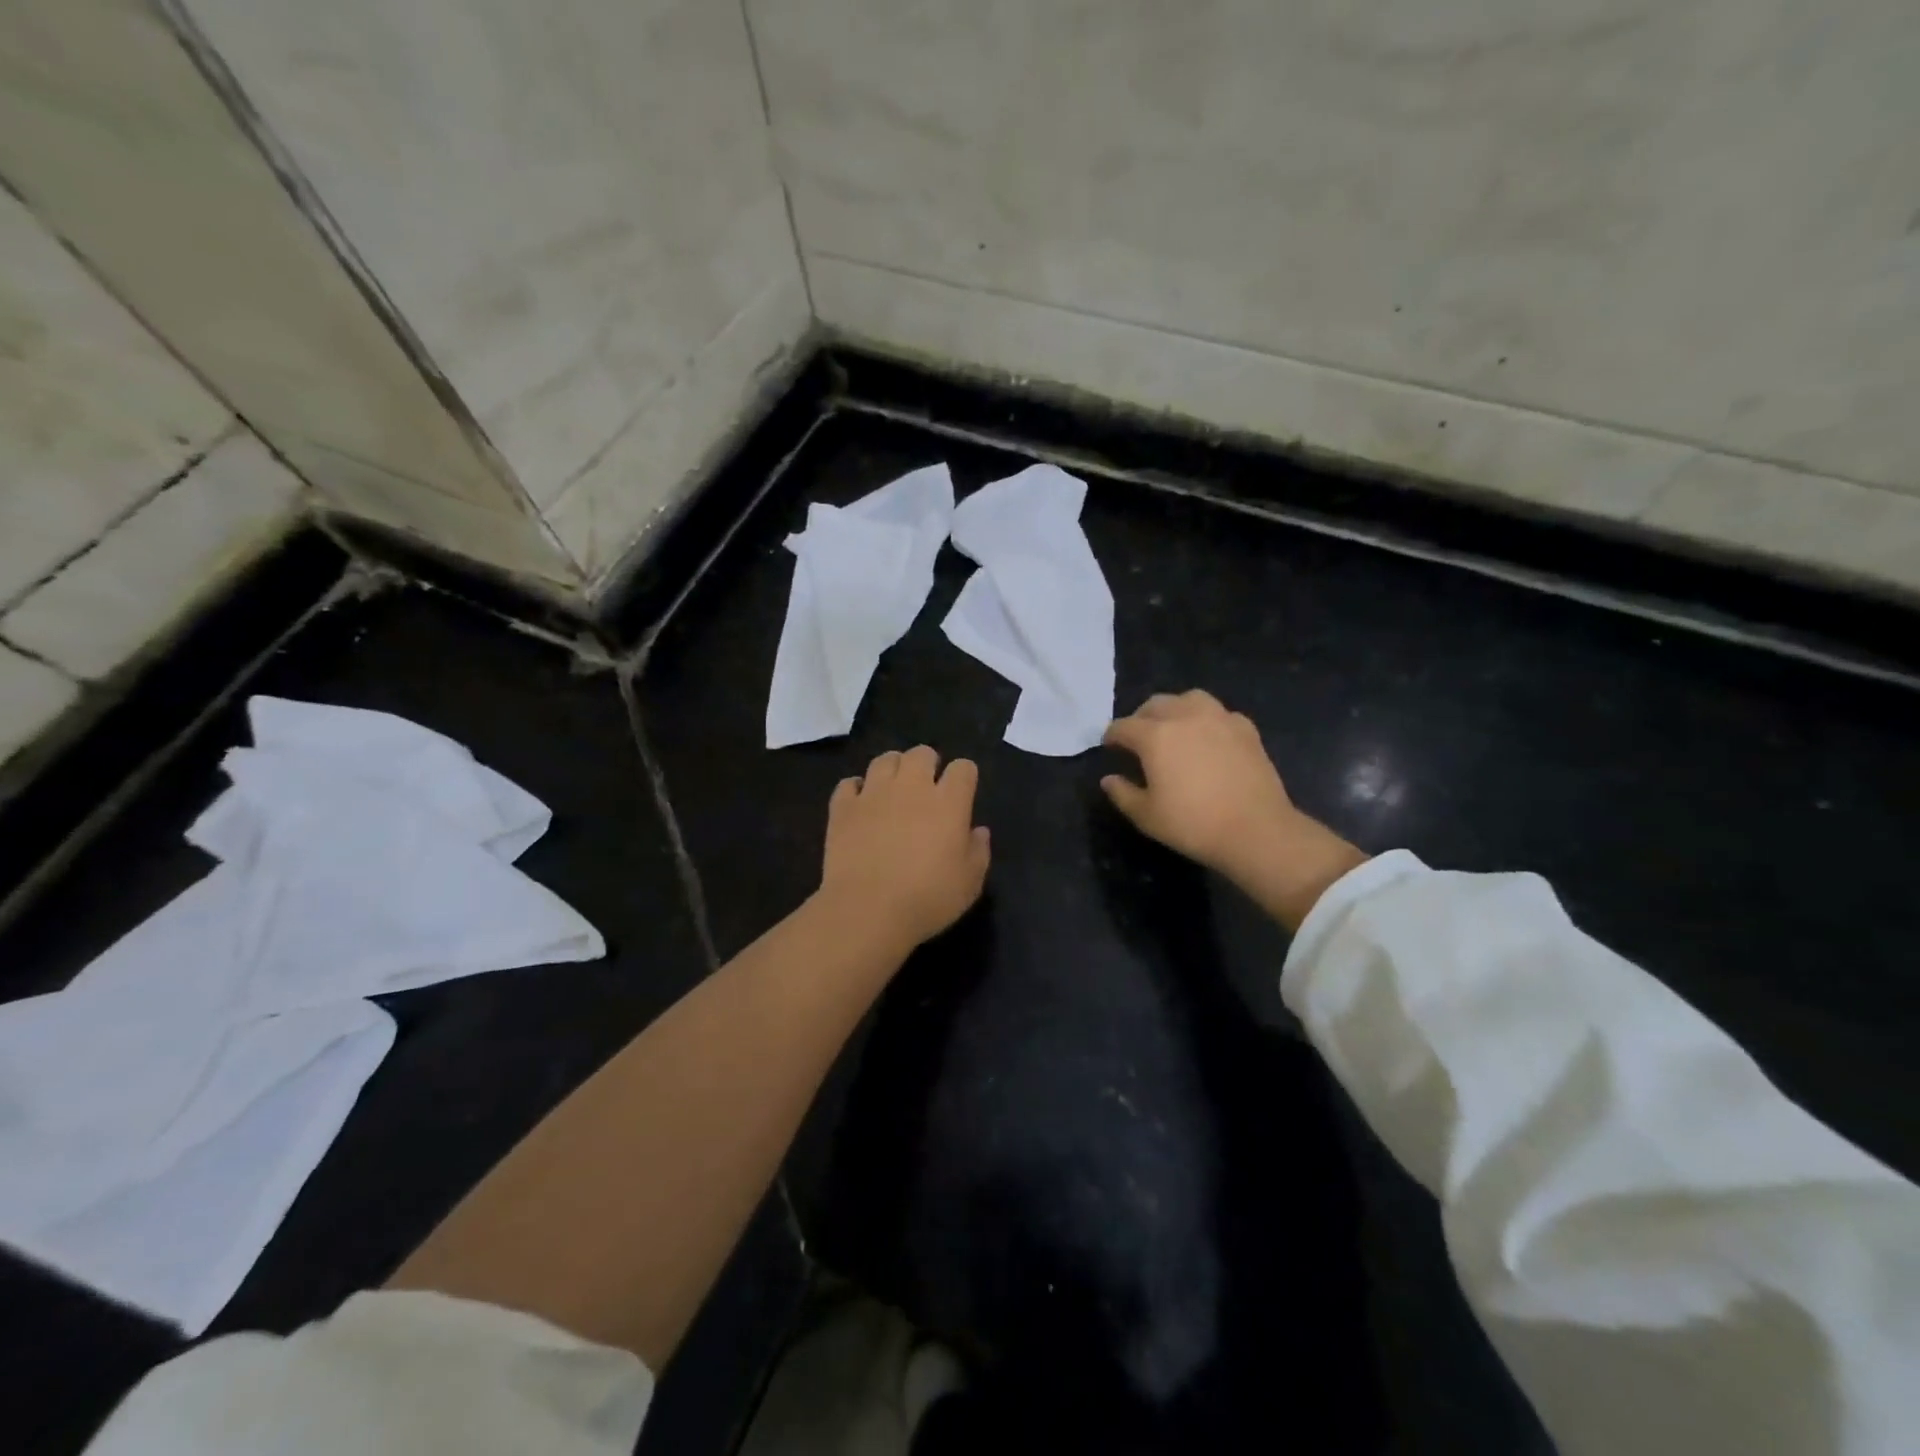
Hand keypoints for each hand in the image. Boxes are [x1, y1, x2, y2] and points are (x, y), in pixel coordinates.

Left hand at [816, 746, 990, 954]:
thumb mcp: (970, 883)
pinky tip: (860, 804)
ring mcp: (874, 793)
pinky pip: (849, 784)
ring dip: (893, 769)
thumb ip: (979, 851)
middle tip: (926, 788)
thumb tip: (978, 831)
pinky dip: (856, 789)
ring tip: (893, 789)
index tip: (962, 793)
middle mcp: (912, 787)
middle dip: (928, 764)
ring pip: (885, 759)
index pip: (963, 768)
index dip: (965, 776)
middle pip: (922, 753)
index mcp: (948, 802)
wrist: (868, 910)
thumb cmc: (928, 899)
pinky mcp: (843, 807)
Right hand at [1101, 691, 1364, 930]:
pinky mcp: (1245, 729)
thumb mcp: (1146, 816)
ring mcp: (1219, 719)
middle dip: (1141, 718)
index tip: (1109, 746)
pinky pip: (1219, 713)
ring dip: (1175, 709)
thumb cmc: (1193, 824)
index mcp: (1155, 736)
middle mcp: (1185, 717)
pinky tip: (1208, 738)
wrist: (1256, 830)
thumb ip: (1122, 793)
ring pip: (1189, 699)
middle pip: (1155, 704)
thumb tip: (1109, 779)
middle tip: (1138, 738)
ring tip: (1174, 727)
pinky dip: (1207, 720)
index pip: (1124, 726)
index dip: (1112, 736)